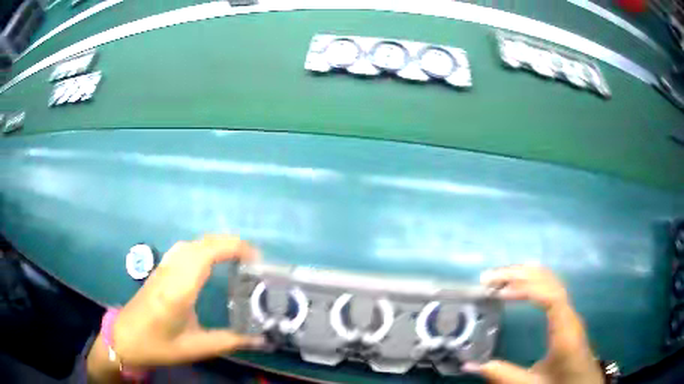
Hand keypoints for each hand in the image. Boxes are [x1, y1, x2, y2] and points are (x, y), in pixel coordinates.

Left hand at [87, 235, 264, 381]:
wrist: (125, 339)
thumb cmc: (158, 345)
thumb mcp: (195, 348)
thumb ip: (229, 342)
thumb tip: (261, 340)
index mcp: (179, 289)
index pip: (207, 253)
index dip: (233, 248)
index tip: (255, 258)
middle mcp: (171, 272)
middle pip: (201, 242)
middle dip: (230, 242)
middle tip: (252, 258)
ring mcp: (163, 268)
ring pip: (191, 243)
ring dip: (215, 243)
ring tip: (235, 257)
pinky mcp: (159, 270)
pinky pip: (184, 249)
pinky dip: (202, 247)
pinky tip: (208, 261)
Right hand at [464, 265, 603, 383]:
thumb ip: (503, 375)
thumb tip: (468, 365)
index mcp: (565, 330)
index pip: (550, 295)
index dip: (525, 288)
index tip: (499, 292)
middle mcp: (569, 315)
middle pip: (549, 281)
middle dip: (520, 274)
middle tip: (490, 277)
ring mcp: (569, 313)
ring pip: (551, 281)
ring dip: (526, 275)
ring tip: (499, 278)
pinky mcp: (567, 316)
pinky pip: (551, 290)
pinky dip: (532, 283)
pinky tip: (519, 287)